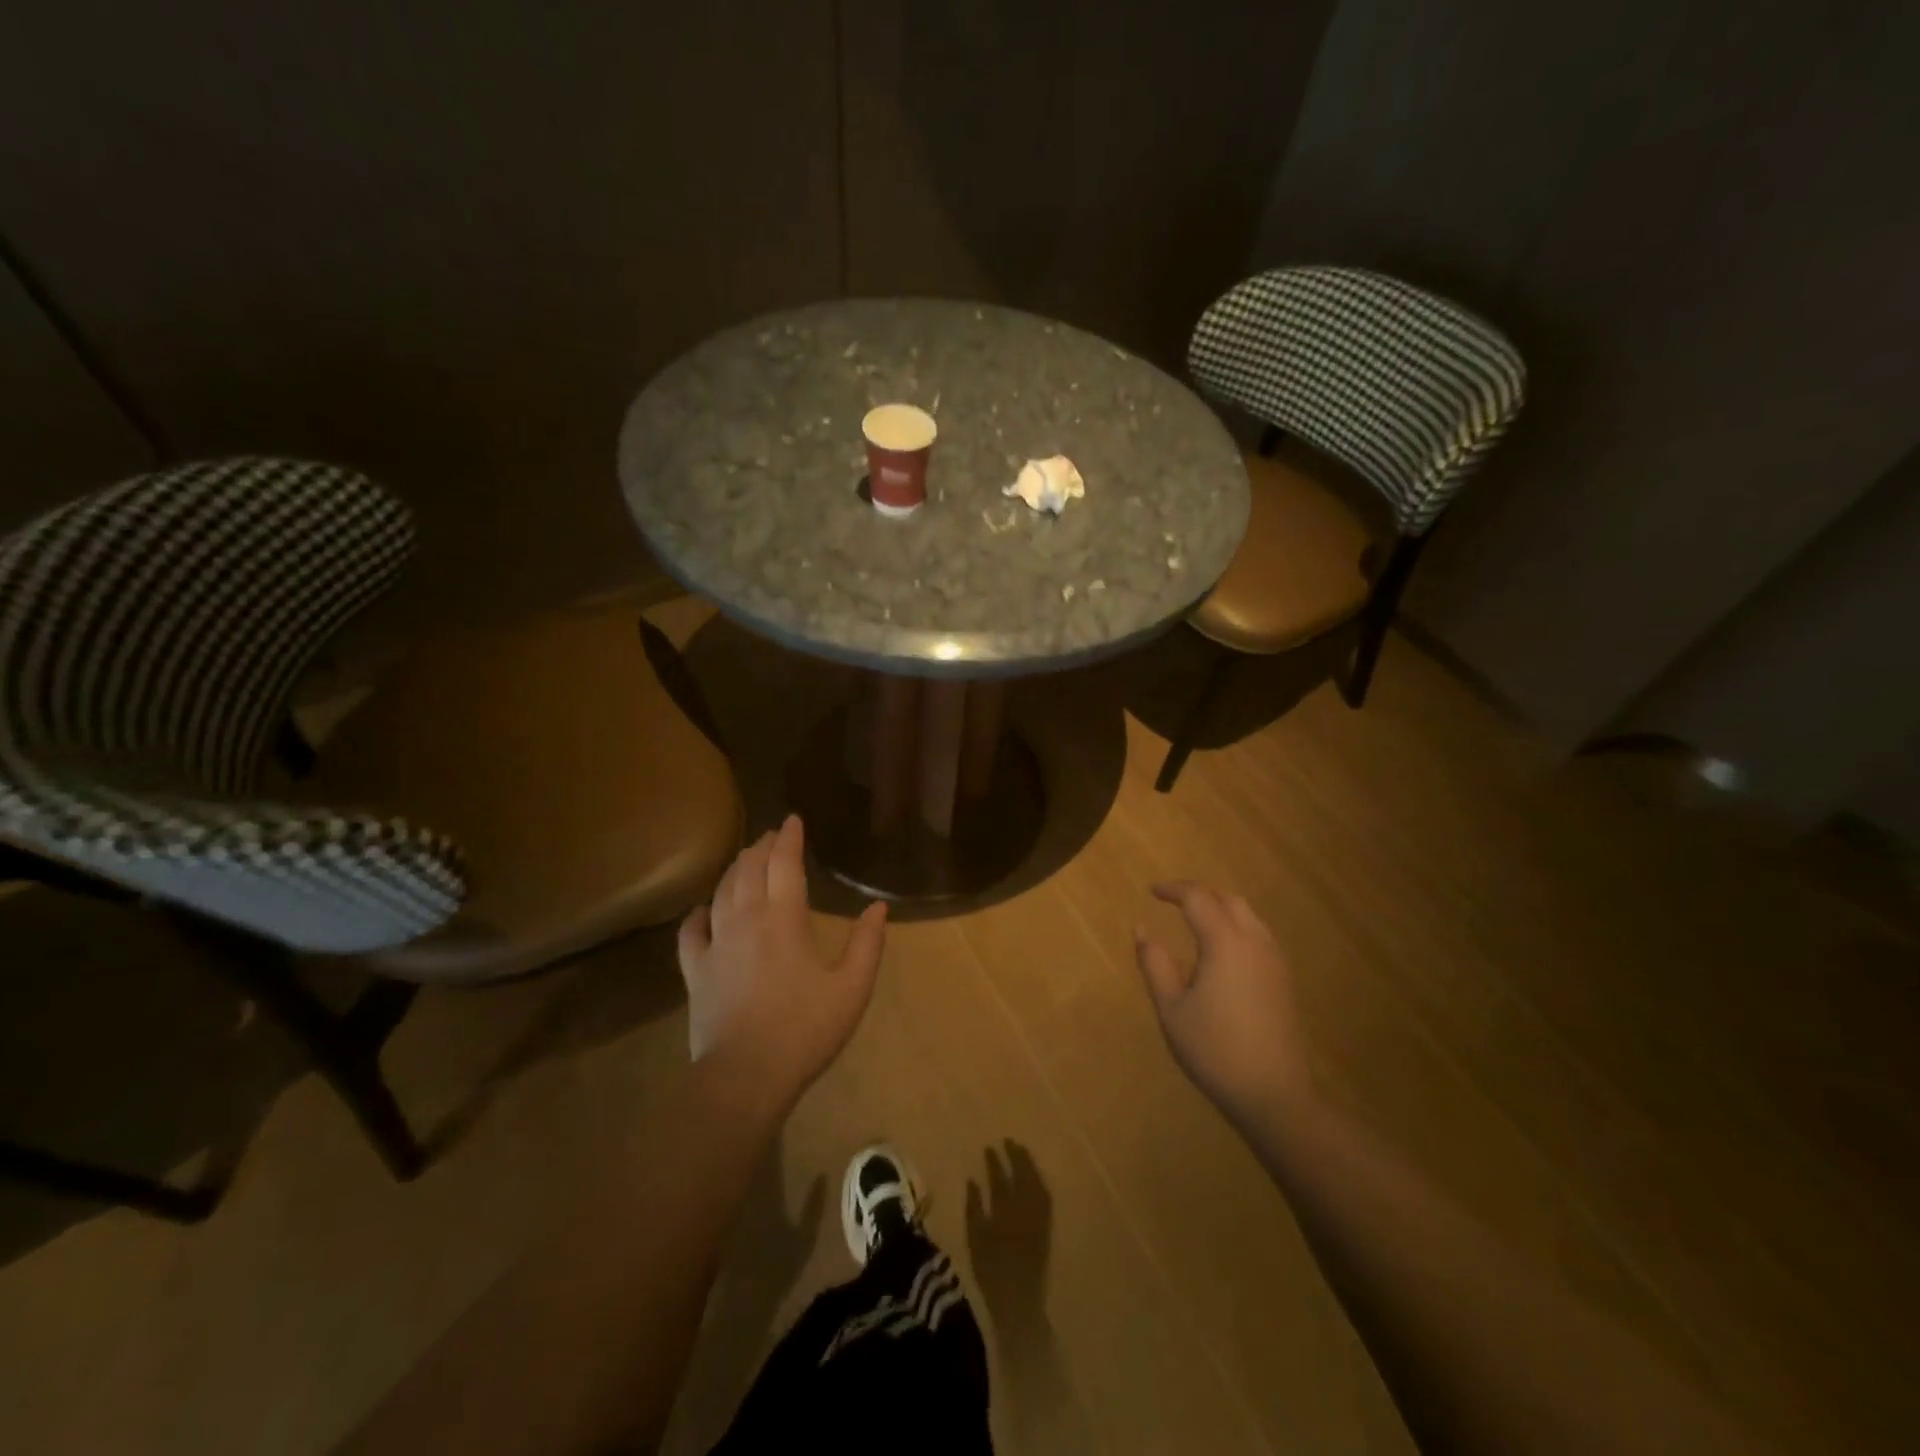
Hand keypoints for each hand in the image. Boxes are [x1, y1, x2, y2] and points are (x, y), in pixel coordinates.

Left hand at [678, 815, 886, 1113]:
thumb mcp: (852, 988)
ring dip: (734, 870)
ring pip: (721, 892)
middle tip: (771, 836)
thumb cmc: (806, 1030)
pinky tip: (703, 910)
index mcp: (784, 919)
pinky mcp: (695, 972)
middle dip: (761, 847)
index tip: (793, 820)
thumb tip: (878, 907)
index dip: (789, 838)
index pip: (784, 863)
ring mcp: (716, 945)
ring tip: (745, 859)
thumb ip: (868, 943)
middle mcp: (746, 920)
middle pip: (749, 870)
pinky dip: (698, 914)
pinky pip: (691, 932)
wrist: (746, 1076)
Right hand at [965, 1141, 1051, 1337]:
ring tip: (1021, 1150)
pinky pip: (1046, 1198)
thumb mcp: (975, 1240)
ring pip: (1036, 1184)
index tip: (989, 1147)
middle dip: (1015, 1156)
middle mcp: (1024, 1212)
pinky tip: (1035, 1175)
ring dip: (1029, 1165)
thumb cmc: (991, 1273)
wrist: (1019, 1302)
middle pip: (1022, 1176)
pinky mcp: (1047, 1228)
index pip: (1000, 1179)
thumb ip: (974, 1208)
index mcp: (1004, 1214)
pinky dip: (1040, 1182)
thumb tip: (972, 1180)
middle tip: (1008, 1141)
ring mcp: (1038, 1219)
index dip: (995, 1162)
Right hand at [1133, 882, 1313, 1127]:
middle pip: (1228, 899)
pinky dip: (1236, 926)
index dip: (1173, 890)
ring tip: (1195, 920)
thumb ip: (1154, 963)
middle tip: (1172, 902)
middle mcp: (1254, 942)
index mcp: (1225, 943)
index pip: (1198, 898)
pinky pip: (1259, 935)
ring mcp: (1274, 961)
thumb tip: (1141, 929)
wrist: (1273, 1094)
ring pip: (1248, 915)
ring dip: (1220, 908)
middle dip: (1199, 893)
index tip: (1151, 891)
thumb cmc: (1214, 1050)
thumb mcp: (1172, 1008)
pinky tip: (1221, 949)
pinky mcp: (1284, 979)